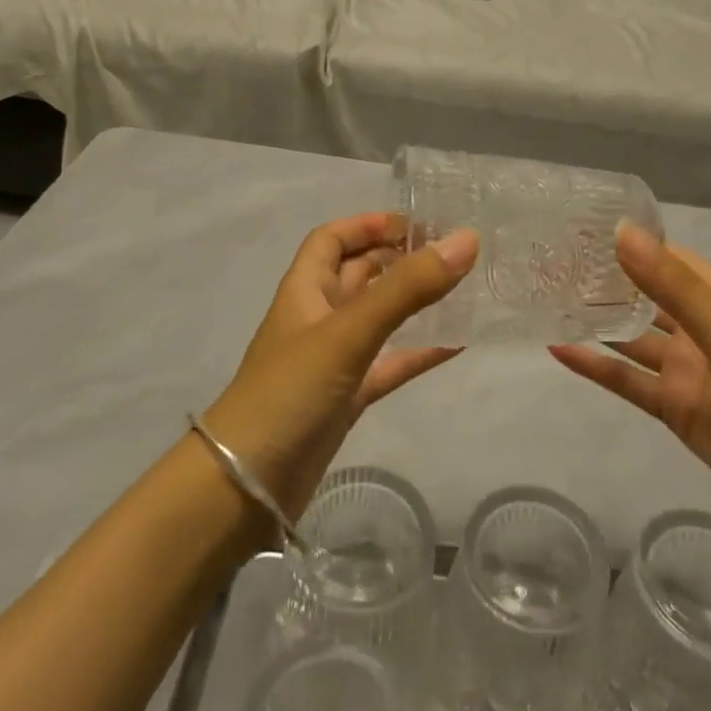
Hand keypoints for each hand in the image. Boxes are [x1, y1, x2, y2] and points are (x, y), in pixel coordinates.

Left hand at [203, 212, 478, 519]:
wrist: (245, 485)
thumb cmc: (289, 392)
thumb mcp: (348, 333)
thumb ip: (407, 288)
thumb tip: (465, 240)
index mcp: (305, 290)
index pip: (332, 239)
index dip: (368, 225)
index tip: (417, 224)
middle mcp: (317, 317)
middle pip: (358, 274)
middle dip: (397, 259)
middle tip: (450, 254)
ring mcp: (331, 360)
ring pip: (376, 318)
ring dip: (410, 303)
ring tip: (459, 289)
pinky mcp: (346, 398)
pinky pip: (387, 364)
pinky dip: (416, 352)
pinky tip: (454, 347)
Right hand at [550, 224, 710, 541]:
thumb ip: (672, 287)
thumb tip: (620, 231)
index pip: (668, 258)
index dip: (628, 242)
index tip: (576, 226)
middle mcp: (703, 328)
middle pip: (645, 297)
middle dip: (604, 281)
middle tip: (547, 262)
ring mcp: (689, 371)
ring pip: (632, 338)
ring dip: (596, 322)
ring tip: (545, 299)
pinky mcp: (678, 410)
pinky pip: (629, 382)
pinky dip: (597, 367)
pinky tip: (559, 349)